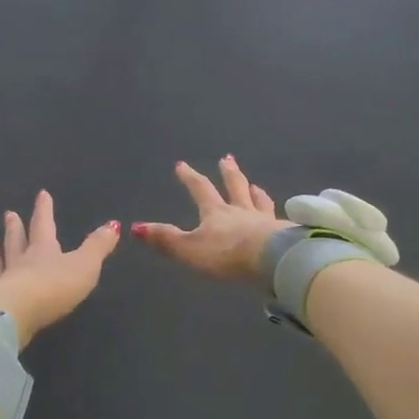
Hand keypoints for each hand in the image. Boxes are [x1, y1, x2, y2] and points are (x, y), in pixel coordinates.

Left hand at [0, 191, 119, 348]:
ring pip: (0, 262)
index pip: (44, 225)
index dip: (44, 210)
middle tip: (9, 214)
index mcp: (44, 251)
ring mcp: (4, 282)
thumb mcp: (85, 265)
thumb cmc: (54, 286)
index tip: (41, 194)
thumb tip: (113, 225)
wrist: (16, 314)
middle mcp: (21, 262)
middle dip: (16, 228)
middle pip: (18, 241)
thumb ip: (97, 246)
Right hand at [131, 157, 292, 280]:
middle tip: (227, 158)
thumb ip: (165, 239)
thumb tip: (134, 227)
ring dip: (254, 191)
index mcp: (216, 213)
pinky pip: (279, 219)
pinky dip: (277, 214)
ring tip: (254, 184)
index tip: (181, 164)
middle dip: (228, 173)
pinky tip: (283, 216)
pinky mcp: (284, 233)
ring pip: (258, 201)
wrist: (272, 260)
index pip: (200, 190)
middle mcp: (241, 211)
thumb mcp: (189, 249)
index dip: (190, 177)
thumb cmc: (227, 254)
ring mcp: (265, 220)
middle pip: (234, 186)